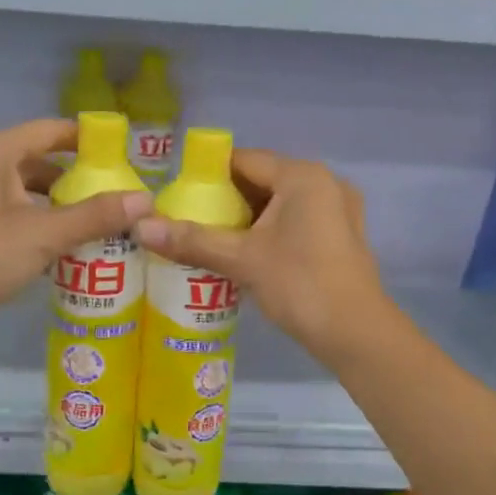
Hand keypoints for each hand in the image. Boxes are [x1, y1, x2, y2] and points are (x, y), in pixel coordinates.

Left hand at [0, 119, 151, 349]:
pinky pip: (26, 221)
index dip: (87, 140)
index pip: (50, 131)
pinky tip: (80, 248)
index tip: (125, 154)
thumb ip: (96, 215)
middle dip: (81, 180)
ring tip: (108, 222)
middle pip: (43, 164)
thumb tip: (147, 199)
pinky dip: (50, 230)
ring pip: (35, 196)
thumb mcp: (46, 231)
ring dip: (67, 208)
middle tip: (122, 193)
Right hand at [133, 150, 385, 362]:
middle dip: (226, 201)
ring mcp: (338, 210)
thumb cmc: (299, 285)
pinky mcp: (341, 236)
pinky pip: (295, 222)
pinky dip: (269, 232)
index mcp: (302, 176)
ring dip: (246, 219)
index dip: (208, 175)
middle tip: (189, 221)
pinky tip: (245, 256)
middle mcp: (324, 183)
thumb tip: (140, 226)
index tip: (178, 195)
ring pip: (279, 204)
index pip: (244, 160)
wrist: (356, 334)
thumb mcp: (241, 259)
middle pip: (262, 181)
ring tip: (210, 239)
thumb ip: (192, 240)